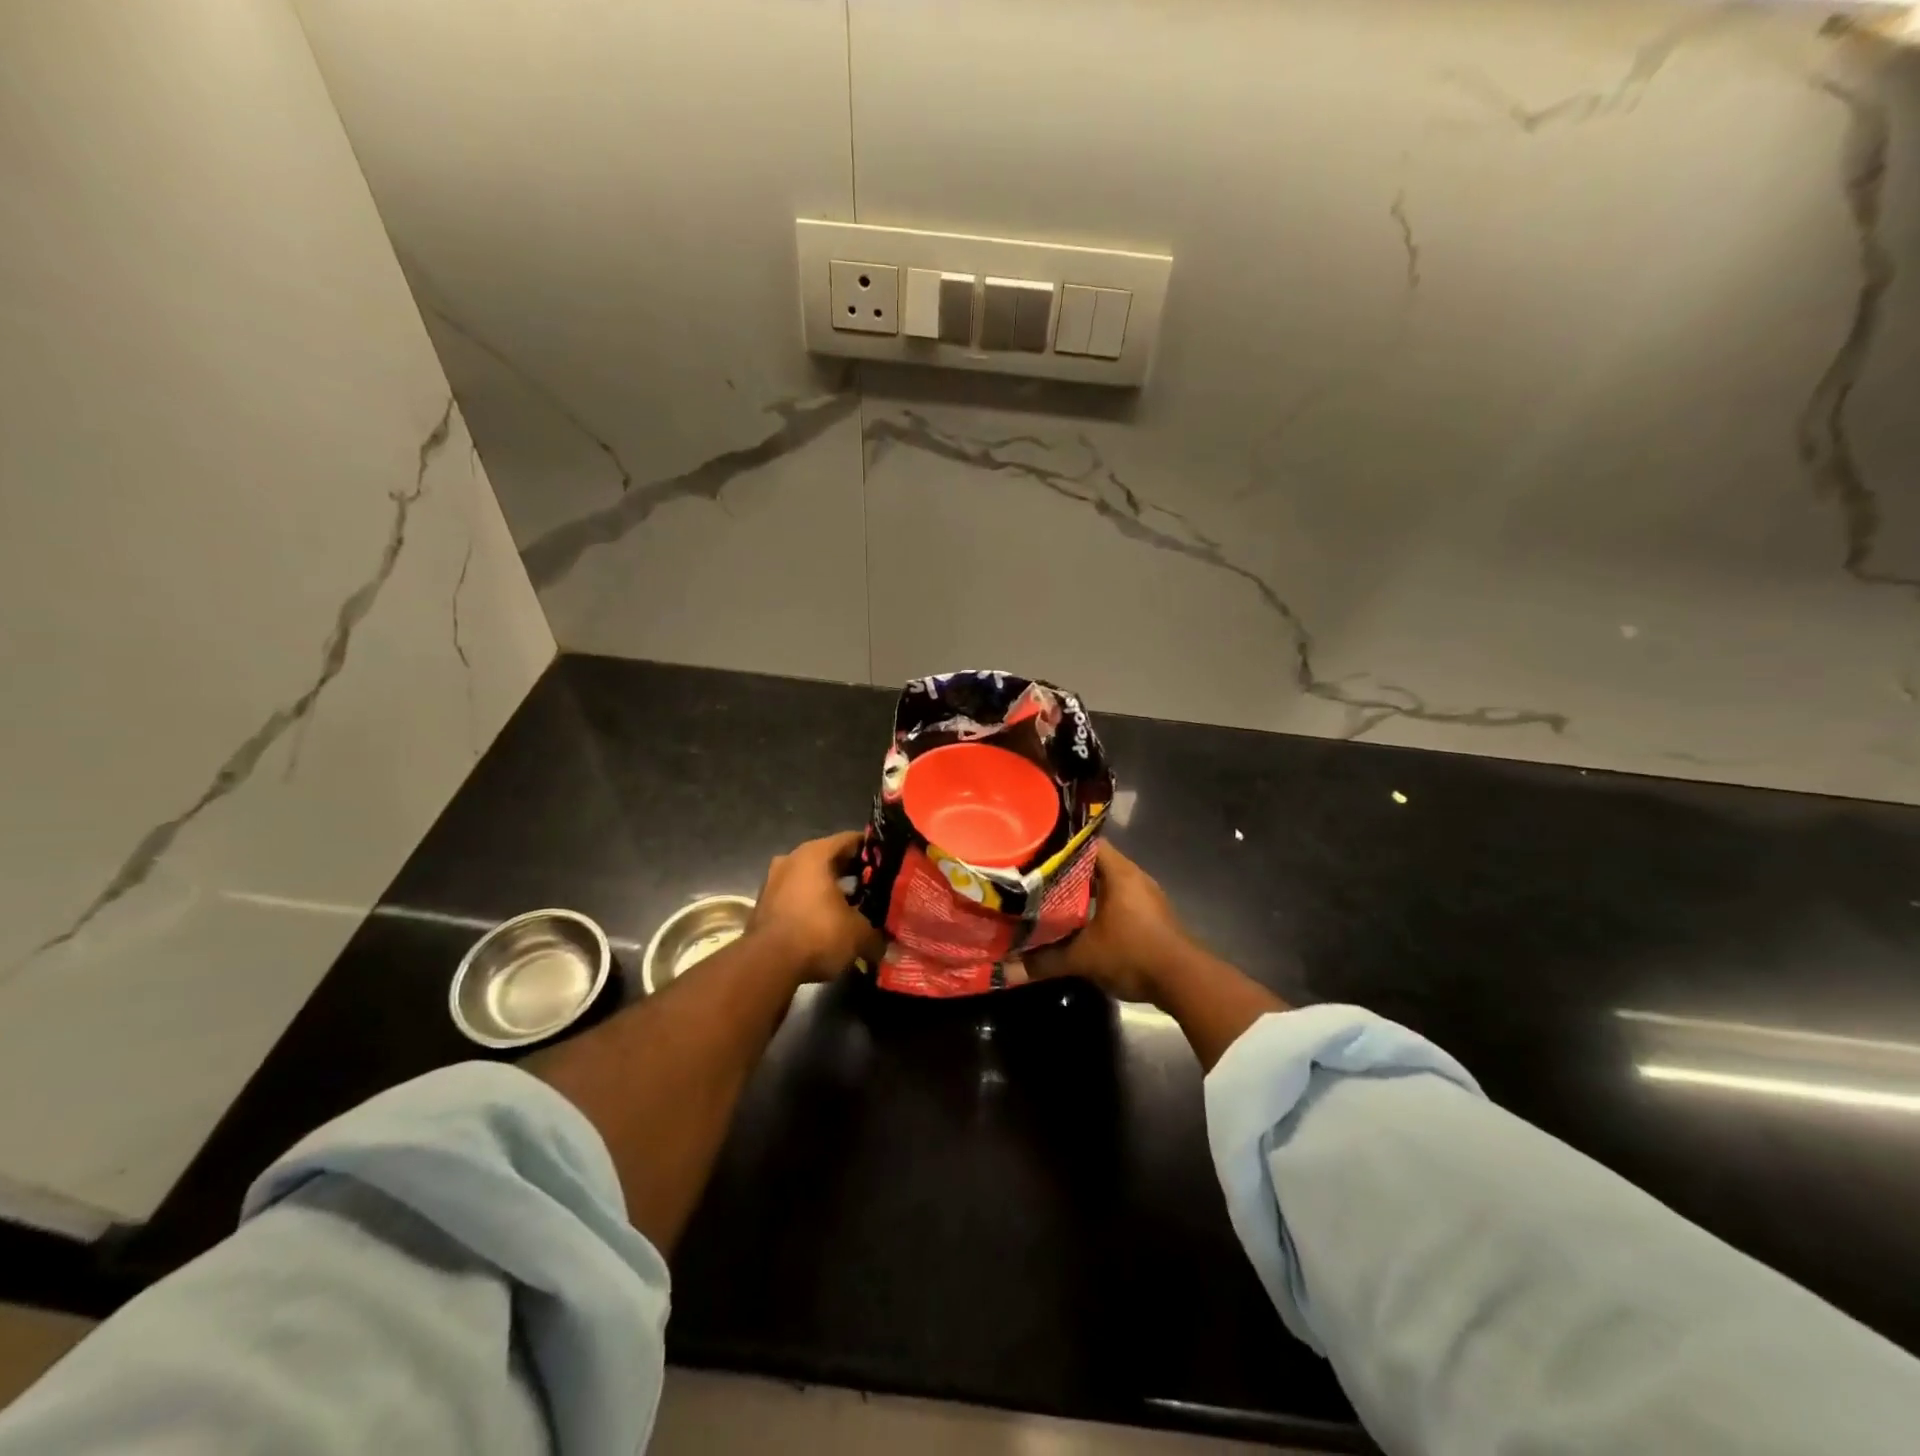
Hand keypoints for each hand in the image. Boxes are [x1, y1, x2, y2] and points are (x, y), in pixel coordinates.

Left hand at [747, 831, 884, 983]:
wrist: (766, 965)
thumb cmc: (818, 934)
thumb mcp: (859, 935)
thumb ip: (877, 935)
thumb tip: (887, 946)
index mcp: (816, 853)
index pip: (852, 840)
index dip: (874, 852)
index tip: (890, 865)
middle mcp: (792, 859)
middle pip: (830, 859)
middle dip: (853, 873)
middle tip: (877, 888)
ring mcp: (774, 881)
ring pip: (812, 879)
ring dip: (831, 891)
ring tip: (855, 909)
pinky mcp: (764, 904)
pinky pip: (797, 897)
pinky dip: (813, 906)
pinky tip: (829, 924)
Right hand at [1026, 842, 1193, 1004]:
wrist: (1184, 982)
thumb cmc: (1133, 954)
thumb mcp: (1083, 958)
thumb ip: (1044, 962)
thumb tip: (1007, 970)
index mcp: (1119, 872)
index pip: (1086, 843)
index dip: (1060, 845)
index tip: (1036, 851)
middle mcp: (1135, 877)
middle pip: (1095, 863)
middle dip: (1067, 870)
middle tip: (1036, 876)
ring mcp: (1147, 897)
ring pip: (1108, 884)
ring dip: (1085, 891)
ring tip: (1052, 897)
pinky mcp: (1152, 916)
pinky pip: (1119, 900)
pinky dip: (1100, 906)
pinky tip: (1081, 920)